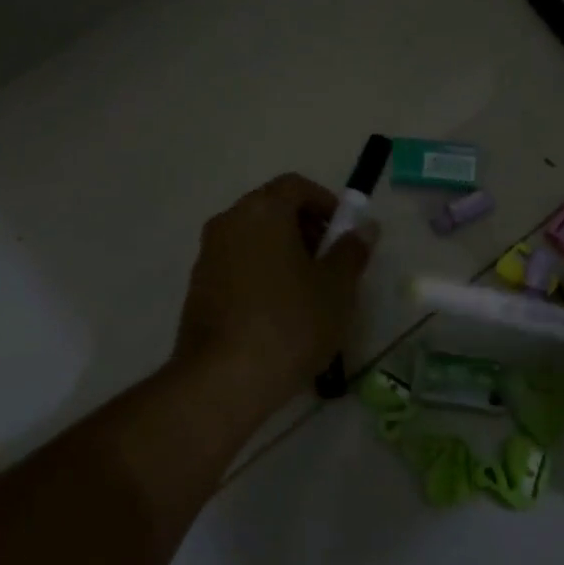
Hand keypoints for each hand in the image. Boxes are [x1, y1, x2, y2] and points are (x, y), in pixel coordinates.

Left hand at [172, 174, 377, 414]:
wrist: (224, 379)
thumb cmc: (290, 323)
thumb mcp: (336, 289)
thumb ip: (351, 252)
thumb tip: (365, 228)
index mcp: (263, 211)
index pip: (295, 185)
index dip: (324, 202)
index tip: (343, 231)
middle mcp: (229, 222)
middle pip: (271, 208)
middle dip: (304, 227)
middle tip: (329, 262)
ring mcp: (208, 254)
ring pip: (252, 237)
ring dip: (281, 251)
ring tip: (307, 291)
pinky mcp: (198, 286)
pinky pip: (236, 264)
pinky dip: (259, 272)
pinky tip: (277, 312)